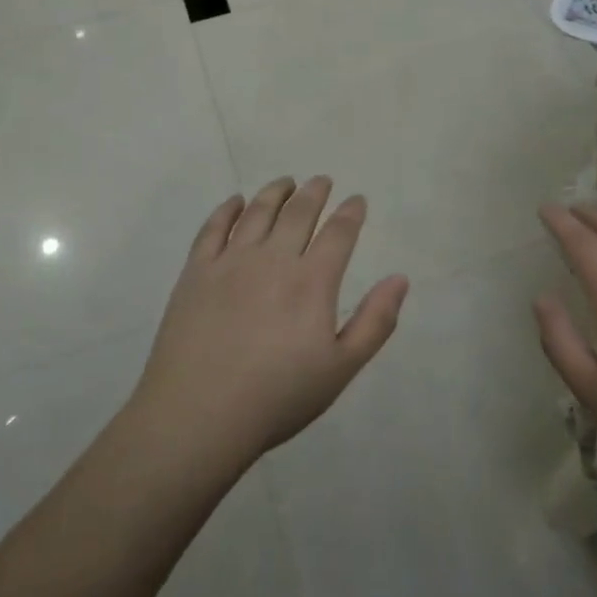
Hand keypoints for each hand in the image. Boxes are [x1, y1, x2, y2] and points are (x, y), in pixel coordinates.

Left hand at [130, 177, 408, 467]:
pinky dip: (228, 209)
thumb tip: (400, 278)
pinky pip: (213, 228)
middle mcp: (273, 259)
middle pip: (298, 213)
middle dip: (314, 193)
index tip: (357, 199)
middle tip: (322, 180)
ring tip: (286, 182)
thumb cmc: (277, 397)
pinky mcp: (196, 272)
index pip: (338, 233)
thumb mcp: (341, 368)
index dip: (351, 212)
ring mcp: (230, 262)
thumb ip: (375, 321)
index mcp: (312, 282)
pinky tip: (236, 202)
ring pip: (258, 212)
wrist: (198, 415)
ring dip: (276, 192)